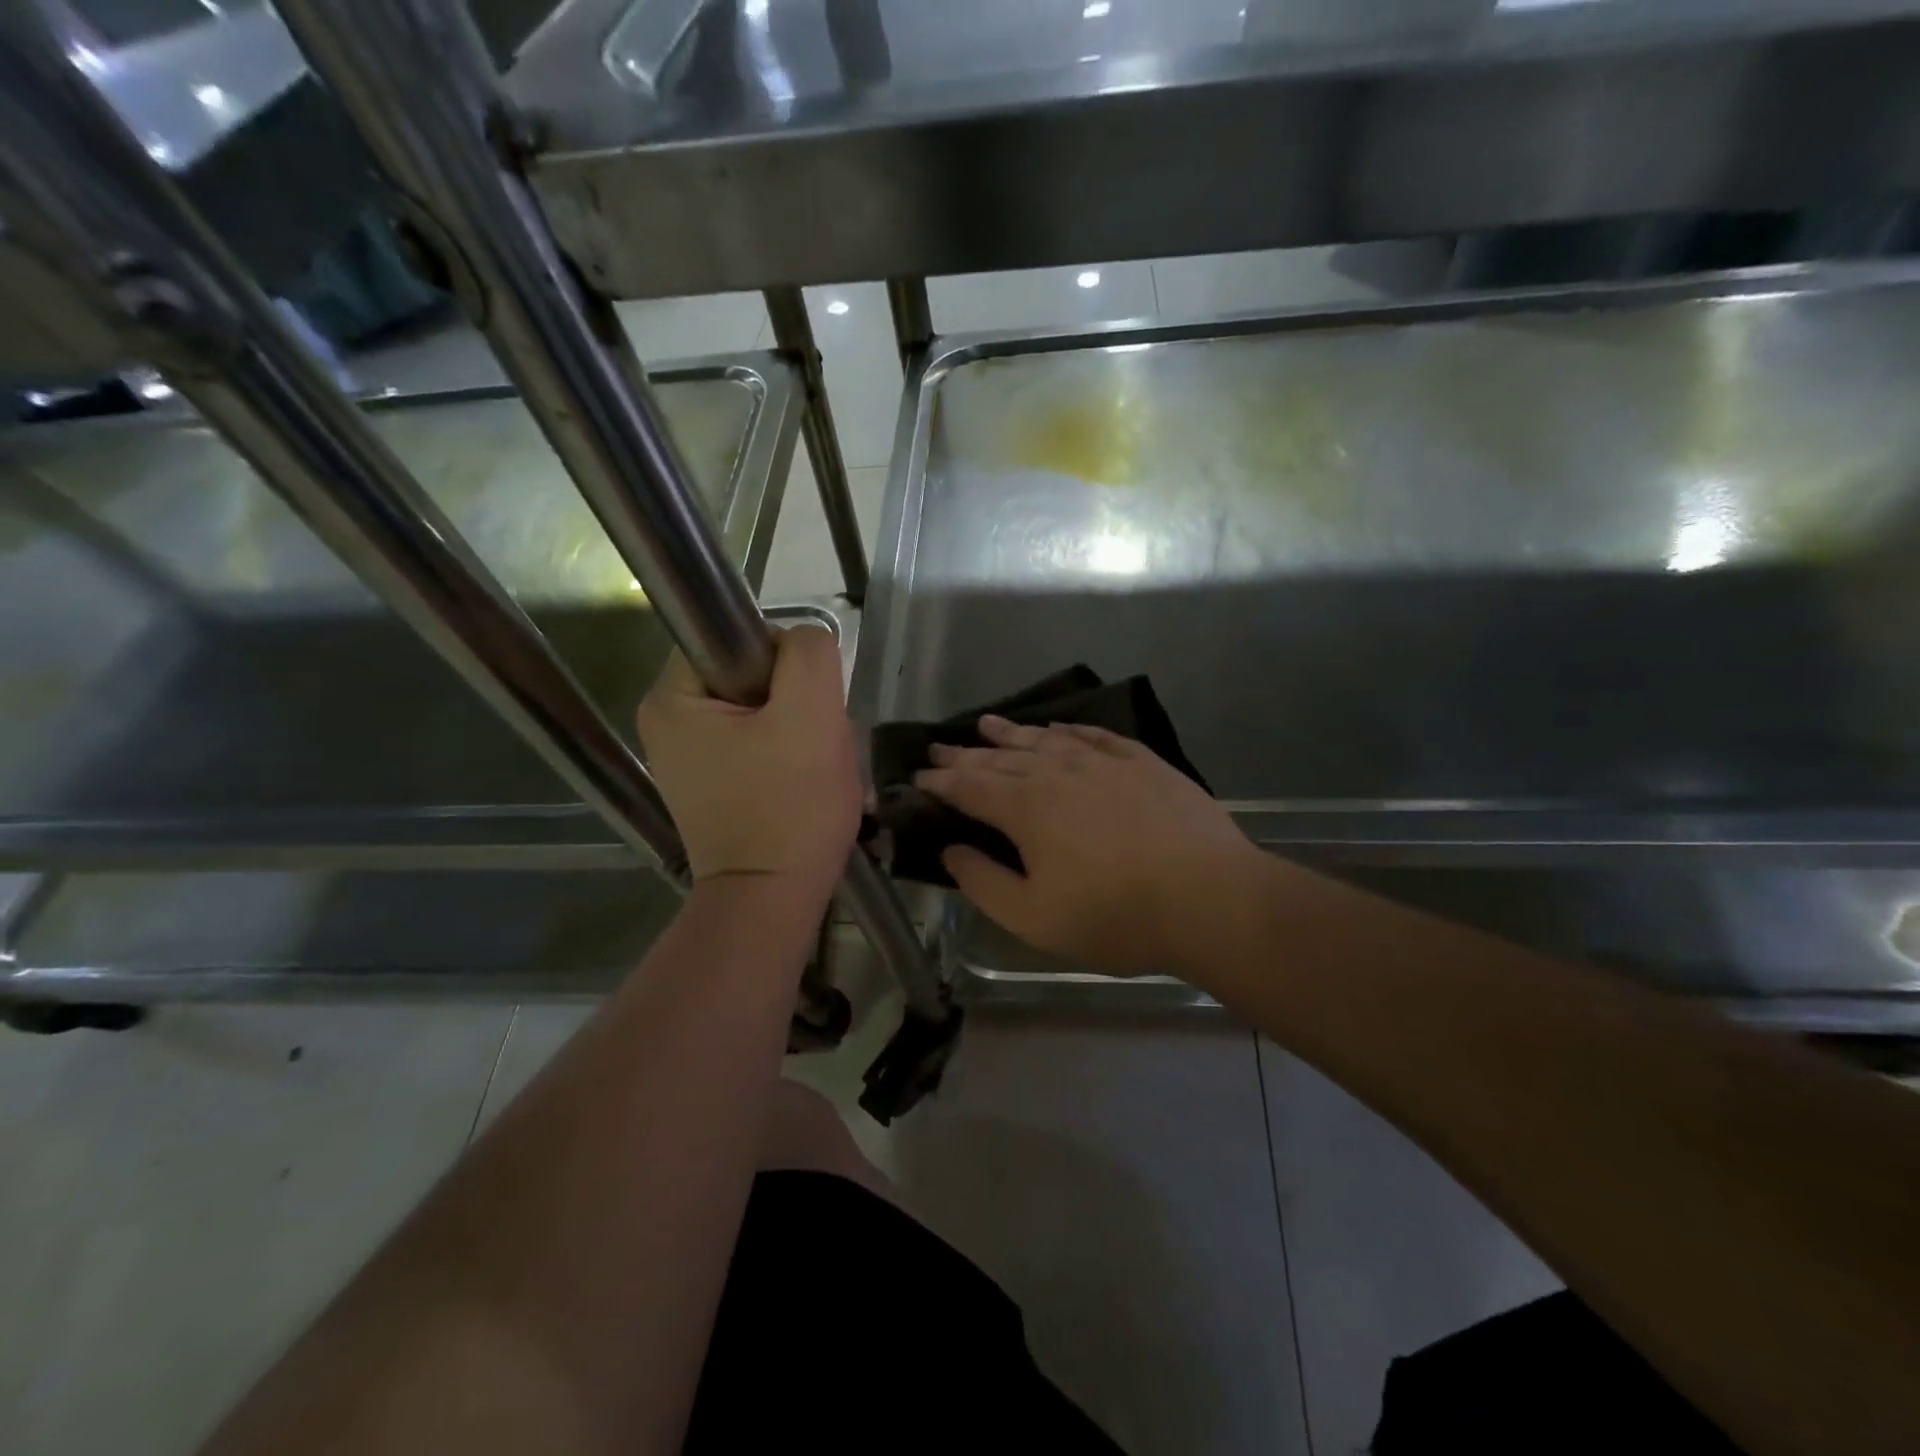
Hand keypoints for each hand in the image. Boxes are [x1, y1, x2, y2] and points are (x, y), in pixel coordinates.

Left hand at [636, 626, 859, 896]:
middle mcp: (671, 725)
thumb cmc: (789, 809)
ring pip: (769, 717)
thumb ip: (809, 655)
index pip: (739, 640)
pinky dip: (796, 763)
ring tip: (825, 774)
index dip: (788, 663)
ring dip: (808, 737)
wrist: (772, 902)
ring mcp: (693, 762)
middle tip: (823, 747)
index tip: (811, 706)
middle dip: (803, 708)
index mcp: (673, 699)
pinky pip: (765, 750)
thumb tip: (802, 643)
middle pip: (757, 682)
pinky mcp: (717, 789)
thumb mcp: (811, 715)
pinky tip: (814, 789)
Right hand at [913, 715, 1259, 975]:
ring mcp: (1104, 762)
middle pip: (1001, 758)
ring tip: (988, 723)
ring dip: (1012, 733)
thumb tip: (950, 851)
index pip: (969, 787)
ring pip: (1045, 740)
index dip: (939, 783)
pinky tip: (1059, 727)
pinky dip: (1070, 730)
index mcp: (1026, 808)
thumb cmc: (1114, 916)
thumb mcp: (1033, 918)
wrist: (1209, 898)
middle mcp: (1059, 773)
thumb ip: (984, 882)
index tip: (916, 778)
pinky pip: (1095, 736)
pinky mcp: (1143, 762)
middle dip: (965, 754)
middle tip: (939, 747)